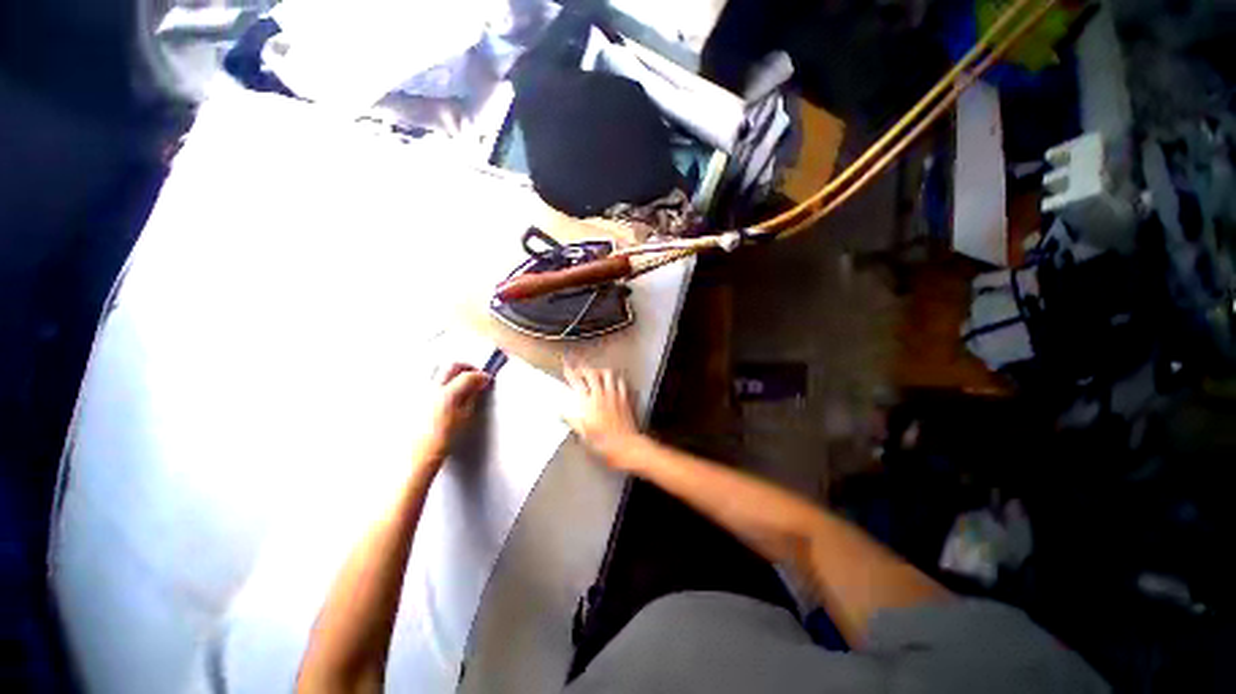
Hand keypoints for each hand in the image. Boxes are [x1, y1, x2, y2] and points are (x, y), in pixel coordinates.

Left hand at [416, 363, 490, 468]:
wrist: (416, 457)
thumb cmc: (442, 441)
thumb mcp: (464, 419)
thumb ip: (471, 398)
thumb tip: (477, 386)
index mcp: (448, 394)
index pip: (469, 375)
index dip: (481, 375)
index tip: (486, 379)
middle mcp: (431, 389)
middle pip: (450, 366)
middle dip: (465, 367)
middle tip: (474, 375)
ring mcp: (418, 392)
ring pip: (435, 370)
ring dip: (449, 372)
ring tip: (457, 381)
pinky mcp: (410, 398)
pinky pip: (424, 382)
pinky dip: (436, 382)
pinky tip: (440, 392)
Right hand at [562, 363, 641, 465]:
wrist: (625, 445)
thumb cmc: (602, 442)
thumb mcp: (582, 433)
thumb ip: (571, 419)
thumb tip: (560, 410)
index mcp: (588, 402)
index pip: (577, 382)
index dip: (570, 372)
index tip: (566, 367)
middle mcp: (601, 395)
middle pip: (592, 373)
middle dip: (584, 369)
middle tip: (580, 370)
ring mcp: (614, 395)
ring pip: (608, 374)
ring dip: (601, 371)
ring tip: (597, 373)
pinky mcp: (625, 398)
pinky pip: (621, 383)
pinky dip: (616, 380)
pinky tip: (614, 382)